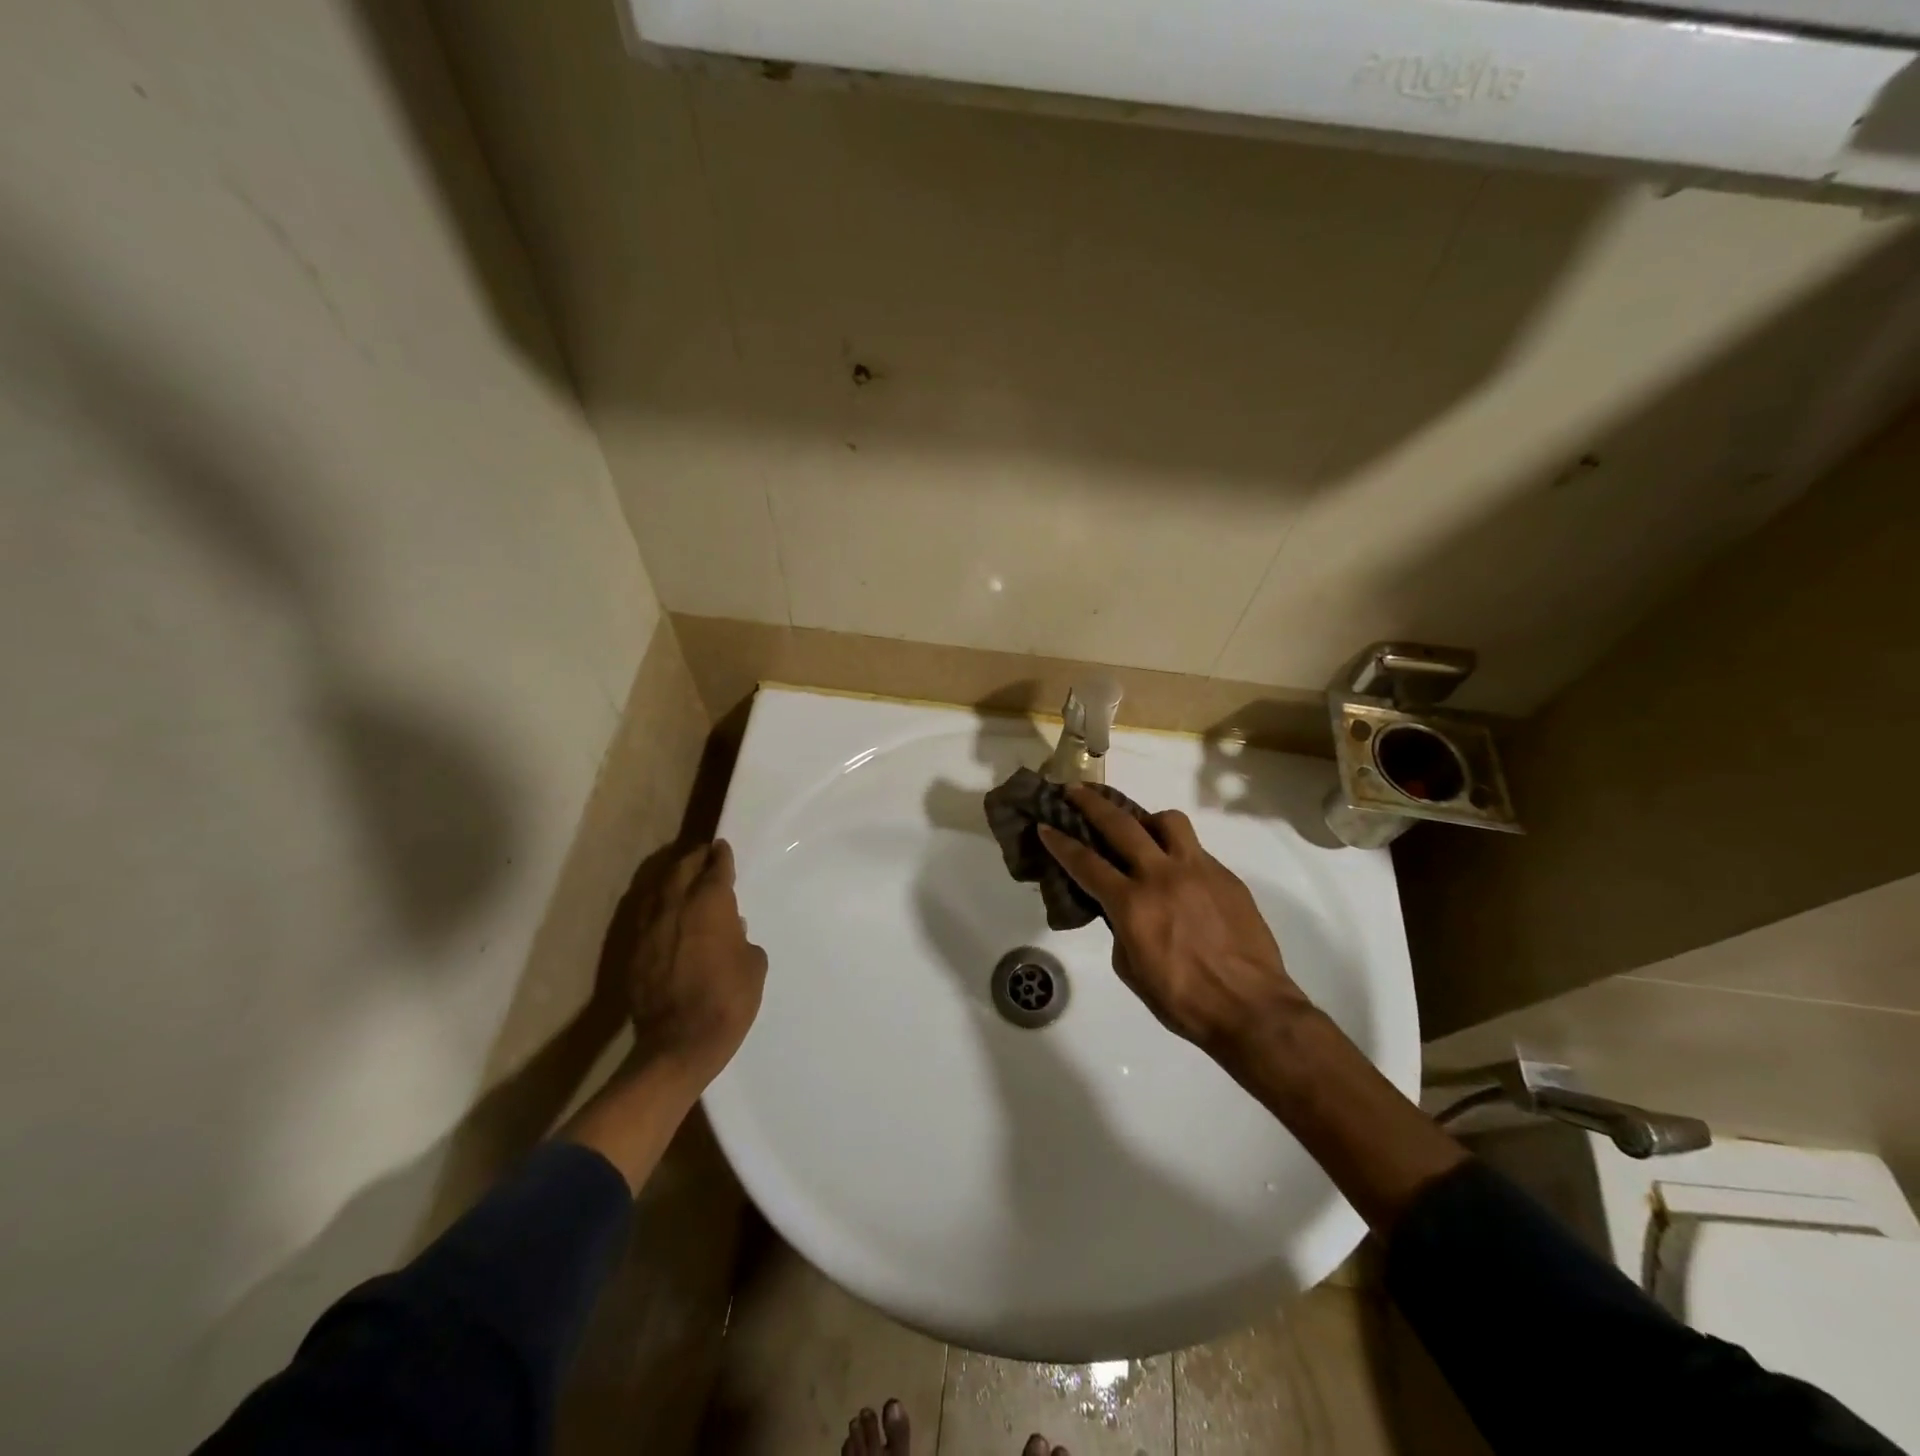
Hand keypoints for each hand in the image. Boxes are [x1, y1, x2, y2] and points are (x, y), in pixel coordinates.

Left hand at [620, 840, 768, 1087]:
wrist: (679, 1044)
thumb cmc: (728, 999)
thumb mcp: (753, 965)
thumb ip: (742, 939)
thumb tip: (730, 930)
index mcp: (710, 904)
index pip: (715, 869)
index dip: (721, 856)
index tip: (722, 847)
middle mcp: (675, 906)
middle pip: (681, 870)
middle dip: (693, 859)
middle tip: (703, 855)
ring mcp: (649, 928)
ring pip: (657, 889)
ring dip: (671, 878)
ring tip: (681, 875)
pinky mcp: (633, 951)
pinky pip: (645, 915)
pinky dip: (657, 906)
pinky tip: (664, 911)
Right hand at [1038, 787, 1312, 1058]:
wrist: (1251, 1008)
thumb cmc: (1182, 1000)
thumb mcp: (1131, 969)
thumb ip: (1120, 929)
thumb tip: (1122, 910)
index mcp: (1132, 904)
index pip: (1086, 863)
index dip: (1060, 842)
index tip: (1046, 825)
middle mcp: (1162, 876)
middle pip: (1120, 825)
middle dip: (1092, 804)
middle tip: (1075, 791)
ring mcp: (1198, 870)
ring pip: (1168, 822)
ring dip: (1147, 820)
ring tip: (1142, 830)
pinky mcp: (1225, 876)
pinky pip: (1196, 850)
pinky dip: (1179, 853)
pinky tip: (1179, 876)